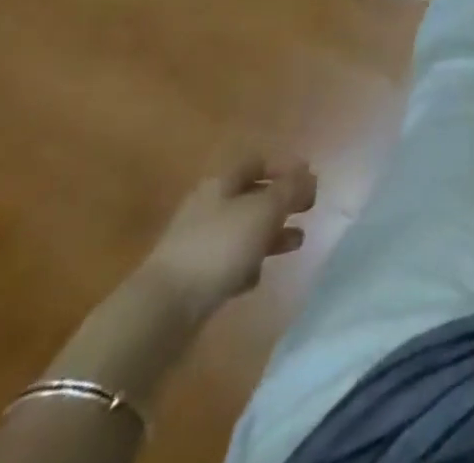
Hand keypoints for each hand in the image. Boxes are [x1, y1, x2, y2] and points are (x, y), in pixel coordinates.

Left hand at [140, 154, 317, 316]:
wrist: (163, 309)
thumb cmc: (219, 247)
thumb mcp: (263, 211)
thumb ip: (290, 189)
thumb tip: (309, 173)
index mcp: (221, 182)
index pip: (257, 162)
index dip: (284, 167)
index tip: (310, 181)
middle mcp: (208, 206)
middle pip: (252, 195)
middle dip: (281, 202)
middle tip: (308, 210)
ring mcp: (199, 242)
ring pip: (243, 230)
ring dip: (271, 234)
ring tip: (296, 243)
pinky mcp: (194, 277)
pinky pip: (229, 262)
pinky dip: (247, 265)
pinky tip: (257, 277)